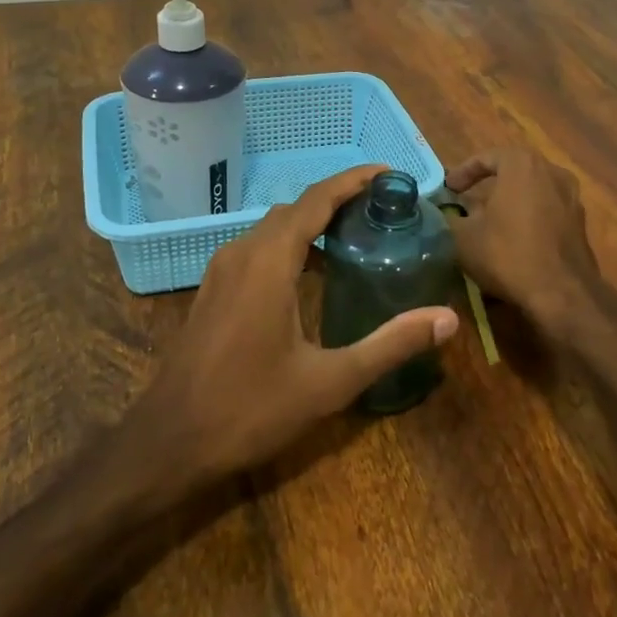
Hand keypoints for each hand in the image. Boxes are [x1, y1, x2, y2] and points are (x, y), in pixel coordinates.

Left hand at [133, 165, 458, 480]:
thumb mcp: (330, 382)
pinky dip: (290, 244)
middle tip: (383, 209)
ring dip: (312, 222)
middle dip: (338, 200)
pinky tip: (312, 274)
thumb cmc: (250, 409)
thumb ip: (389, 345)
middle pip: (295, 208)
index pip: (316, 200)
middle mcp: (242, 252)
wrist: (170, 442)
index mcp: (269, 261)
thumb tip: (447, 319)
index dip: (353, 180)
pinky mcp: (213, 290)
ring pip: (273, 227)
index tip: (389, 174)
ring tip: (355, 236)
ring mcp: (222, 270)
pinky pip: (258, 248)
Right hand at [446, 148, 609, 336]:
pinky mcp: (580, 222)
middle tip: (467, 200)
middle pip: (513, 170)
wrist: (562, 293)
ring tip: (489, 219)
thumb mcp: (463, 237)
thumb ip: (447, 218)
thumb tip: (439, 212)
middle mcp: (551, 171)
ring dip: (510, 199)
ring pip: (532, 189)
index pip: (486, 157)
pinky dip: (528, 215)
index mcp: (522, 164)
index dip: (463, 172)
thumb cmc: (508, 254)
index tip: (449, 189)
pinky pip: (547, 208)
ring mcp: (571, 196)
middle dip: (488, 184)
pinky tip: (514, 237)